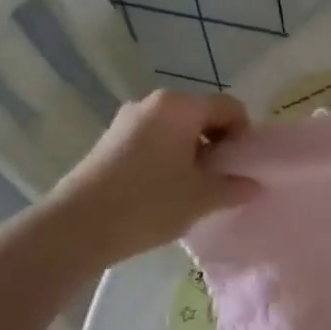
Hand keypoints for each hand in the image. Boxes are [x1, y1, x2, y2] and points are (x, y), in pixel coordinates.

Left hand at [45, 89, 256, 264]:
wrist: (78, 226)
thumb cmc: (149, 203)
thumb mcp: (202, 198)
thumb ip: (234, 187)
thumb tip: (252, 185)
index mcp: (180, 106)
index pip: (229, 107)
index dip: (244, 134)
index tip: (243, 166)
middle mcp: (153, 103)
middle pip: (201, 114)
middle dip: (218, 142)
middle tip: (221, 178)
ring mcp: (127, 120)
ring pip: (176, 128)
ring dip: (192, 151)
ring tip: (193, 187)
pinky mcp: (110, 140)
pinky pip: (153, 139)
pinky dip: (168, 156)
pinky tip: (164, 188)